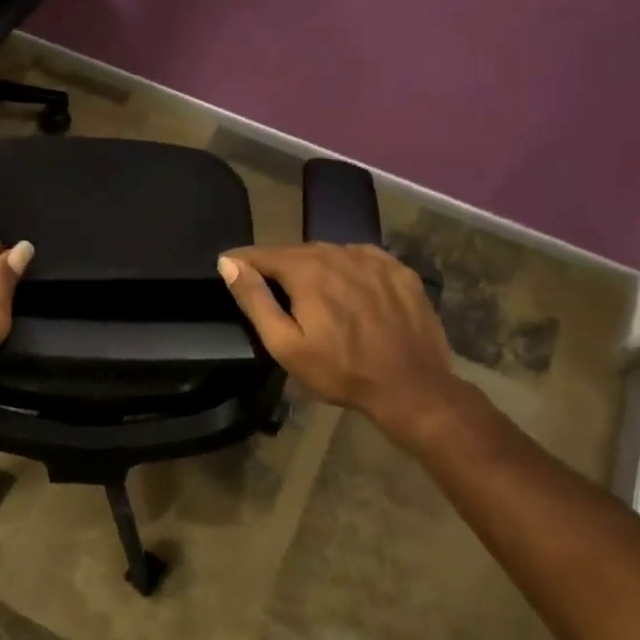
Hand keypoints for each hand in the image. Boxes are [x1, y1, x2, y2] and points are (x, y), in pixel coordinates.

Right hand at [218, 243, 467, 452]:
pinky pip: (360, 258)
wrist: (411, 387)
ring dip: (312, 266)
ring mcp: (374, 259)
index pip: (263, 253)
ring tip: (307, 291)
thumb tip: (229, 263)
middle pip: (296, 251)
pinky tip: (346, 289)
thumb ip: (255, 300)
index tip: (228, 267)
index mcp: (307, 270)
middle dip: (277, 265)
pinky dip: (345, 268)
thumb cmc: (340, 371)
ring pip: (329, 253)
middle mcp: (339, 253)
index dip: (242, 260)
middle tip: (268, 288)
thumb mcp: (285, 344)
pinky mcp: (399, 270)